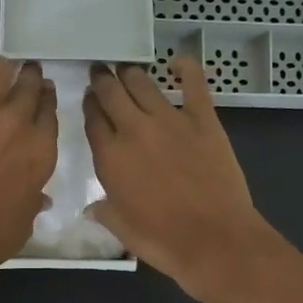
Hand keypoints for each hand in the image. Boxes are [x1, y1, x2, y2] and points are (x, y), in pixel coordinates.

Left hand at [0, 55, 56, 278]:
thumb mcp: (25, 222)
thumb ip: (33, 202)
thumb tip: (39, 198)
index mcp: (41, 149)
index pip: (50, 109)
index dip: (46, 99)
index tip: (43, 95)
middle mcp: (16, 122)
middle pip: (29, 83)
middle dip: (28, 77)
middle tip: (22, 78)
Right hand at [84, 58, 277, 299]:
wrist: (213, 238)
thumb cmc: (163, 240)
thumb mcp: (122, 229)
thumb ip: (104, 212)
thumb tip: (90, 208)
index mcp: (110, 156)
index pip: (92, 119)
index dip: (89, 105)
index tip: (89, 99)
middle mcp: (134, 129)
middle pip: (111, 92)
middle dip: (103, 80)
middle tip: (101, 73)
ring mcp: (170, 119)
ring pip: (142, 83)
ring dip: (131, 74)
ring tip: (127, 70)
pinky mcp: (203, 119)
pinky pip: (193, 82)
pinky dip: (185, 67)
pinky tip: (177, 62)